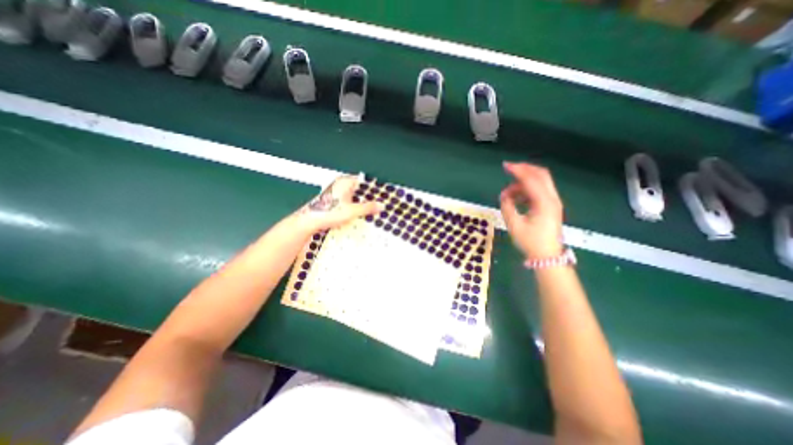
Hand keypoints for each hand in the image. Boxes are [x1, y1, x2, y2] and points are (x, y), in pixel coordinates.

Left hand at [298, 175, 381, 232]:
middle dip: (369, 196)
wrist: (310, 222)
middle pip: (360, 188)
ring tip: (372, 210)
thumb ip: (368, 208)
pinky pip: (349, 201)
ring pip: (355, 195)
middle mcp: (341, 184)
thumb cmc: (327, 213)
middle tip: (380, 204)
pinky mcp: (335, 201)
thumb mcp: (352, 211)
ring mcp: (337, 192)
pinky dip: (355, 206)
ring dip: (362, 202)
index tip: (384, 195)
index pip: (364, 181)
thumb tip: (381, 206)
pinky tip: (360, 213)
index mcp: (345, 182)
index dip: (374, 188)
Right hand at [498, 161, 567, 259]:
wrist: (547, 257)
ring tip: (508, 193)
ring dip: (523, 182)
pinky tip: (516, 198)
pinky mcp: (551, 206)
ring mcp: (553, 202)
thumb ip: (507, 207)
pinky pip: (539, 191)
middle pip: (541, 175)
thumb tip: (504, 196)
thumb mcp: (514, 225)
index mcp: (544, 202)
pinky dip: (527, 189)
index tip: (505, 166)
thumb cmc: (531, 242)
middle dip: (524, 169)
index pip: (531, 179)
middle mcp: (552, 198)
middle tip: (509, 169)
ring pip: (541, 182)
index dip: (518, 170)